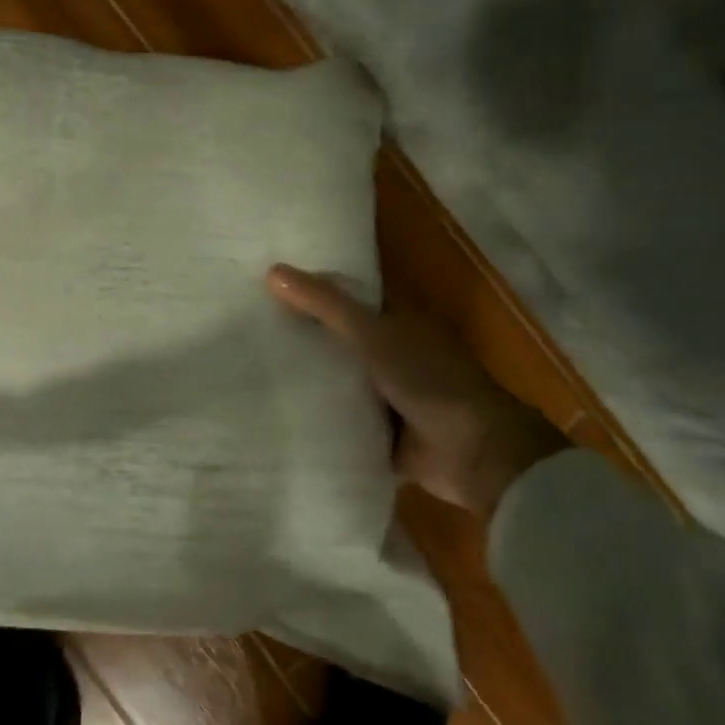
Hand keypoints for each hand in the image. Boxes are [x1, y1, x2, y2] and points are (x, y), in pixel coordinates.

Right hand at [268, 265, 565, 517]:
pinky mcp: (382, 434)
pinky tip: (277, 415)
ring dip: (309, 381)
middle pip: (340, 340)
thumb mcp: (372, 334)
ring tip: (250, 370)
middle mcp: (393, 354)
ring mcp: (388, 396)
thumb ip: (325, 305)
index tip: (268, 286)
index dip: (314, 290)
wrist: (475, 453)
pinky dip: (320, 420)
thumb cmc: (429, 379)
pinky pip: (342, 422)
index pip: (349, 298)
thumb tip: (272, 271)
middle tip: (248, 328)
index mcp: (399, 322)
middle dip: (303, 337)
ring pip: (339, 381)